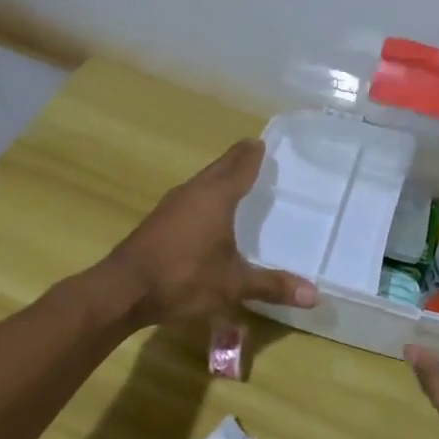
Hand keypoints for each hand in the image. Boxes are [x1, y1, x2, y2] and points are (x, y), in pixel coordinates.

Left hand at [101, 139, 317, 327]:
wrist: (123, 290)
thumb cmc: (183, 278)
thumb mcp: (233, 285)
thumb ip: (272, 286)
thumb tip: (315, 295)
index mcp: (215, 197)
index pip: (240, 166)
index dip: (252, 155)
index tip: (262, 142)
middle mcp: (193, 193)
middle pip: (219, 168)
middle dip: (236, 160)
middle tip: (253, 152)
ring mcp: (171, 206)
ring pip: (201, 182)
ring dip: (217, 177)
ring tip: (234, 179)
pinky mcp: (158, 222)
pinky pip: (189, 199)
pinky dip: (203, 196)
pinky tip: (206, 212)